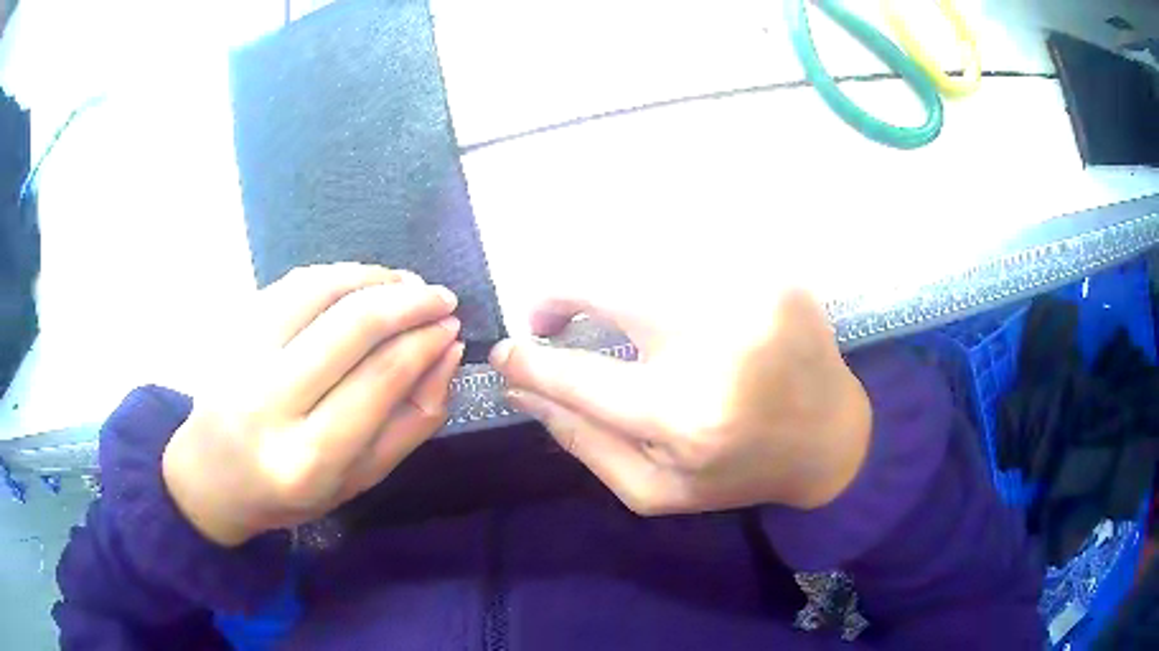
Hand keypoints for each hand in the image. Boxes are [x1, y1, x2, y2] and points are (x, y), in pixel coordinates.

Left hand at [163, 263, 463, 545]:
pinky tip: (360, 281)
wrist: (212, 477)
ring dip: (374, 277)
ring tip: (406, 283)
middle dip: (408, 300)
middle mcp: (268, 402)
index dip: (424, 341)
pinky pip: (291, 284)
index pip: (379, 378)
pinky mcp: (230, 330)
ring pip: (319, 290)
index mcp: (308, 458)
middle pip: (351, 326)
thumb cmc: (292, 493)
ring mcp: (241, 357)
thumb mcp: (361, 479)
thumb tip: (446, 353)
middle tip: (440, 296)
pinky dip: (335, 274)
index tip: (452, 324)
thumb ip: (412, 421)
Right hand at [489, 286, 871, 514]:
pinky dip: (661, 271)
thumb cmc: (738, 471)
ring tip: (610, 312)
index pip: (576, 374)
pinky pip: (692, 252)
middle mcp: (718, 343)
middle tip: (548, 317)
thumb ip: (583, 442)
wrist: (830, 437)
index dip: (528, 361)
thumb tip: (522, 390)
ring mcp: (752, 294)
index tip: (503, 352)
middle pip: (606, 283)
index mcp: (685, 414)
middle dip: (560, 294)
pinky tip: (669, 302)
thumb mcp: (655, 488)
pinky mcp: (775, 270)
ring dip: (612, 284)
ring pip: (645, 257)